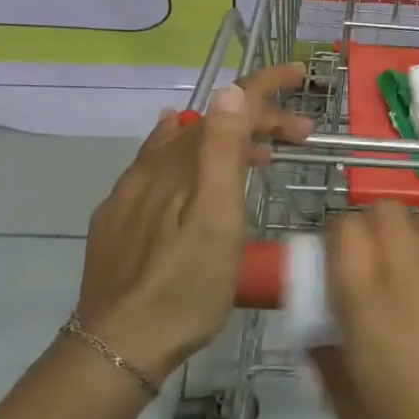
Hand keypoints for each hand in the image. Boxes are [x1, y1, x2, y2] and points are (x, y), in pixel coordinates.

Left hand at [76, 64, 313, 382]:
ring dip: (227, 139)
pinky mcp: (119, 217)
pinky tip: (187, 165)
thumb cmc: (185, 283)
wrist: (119, 344)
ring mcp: (132, 190)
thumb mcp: (216, 218)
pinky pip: (157, 165)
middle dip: (259, 119)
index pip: (227, 104)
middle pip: (211, 123)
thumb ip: (222, 151)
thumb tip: (230, 89)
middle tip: (300, 137)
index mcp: (183, 161)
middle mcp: (154, 164)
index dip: (266, 84)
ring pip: (185, 144)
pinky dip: (187, 154)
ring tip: (259, 155)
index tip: (300, 74)